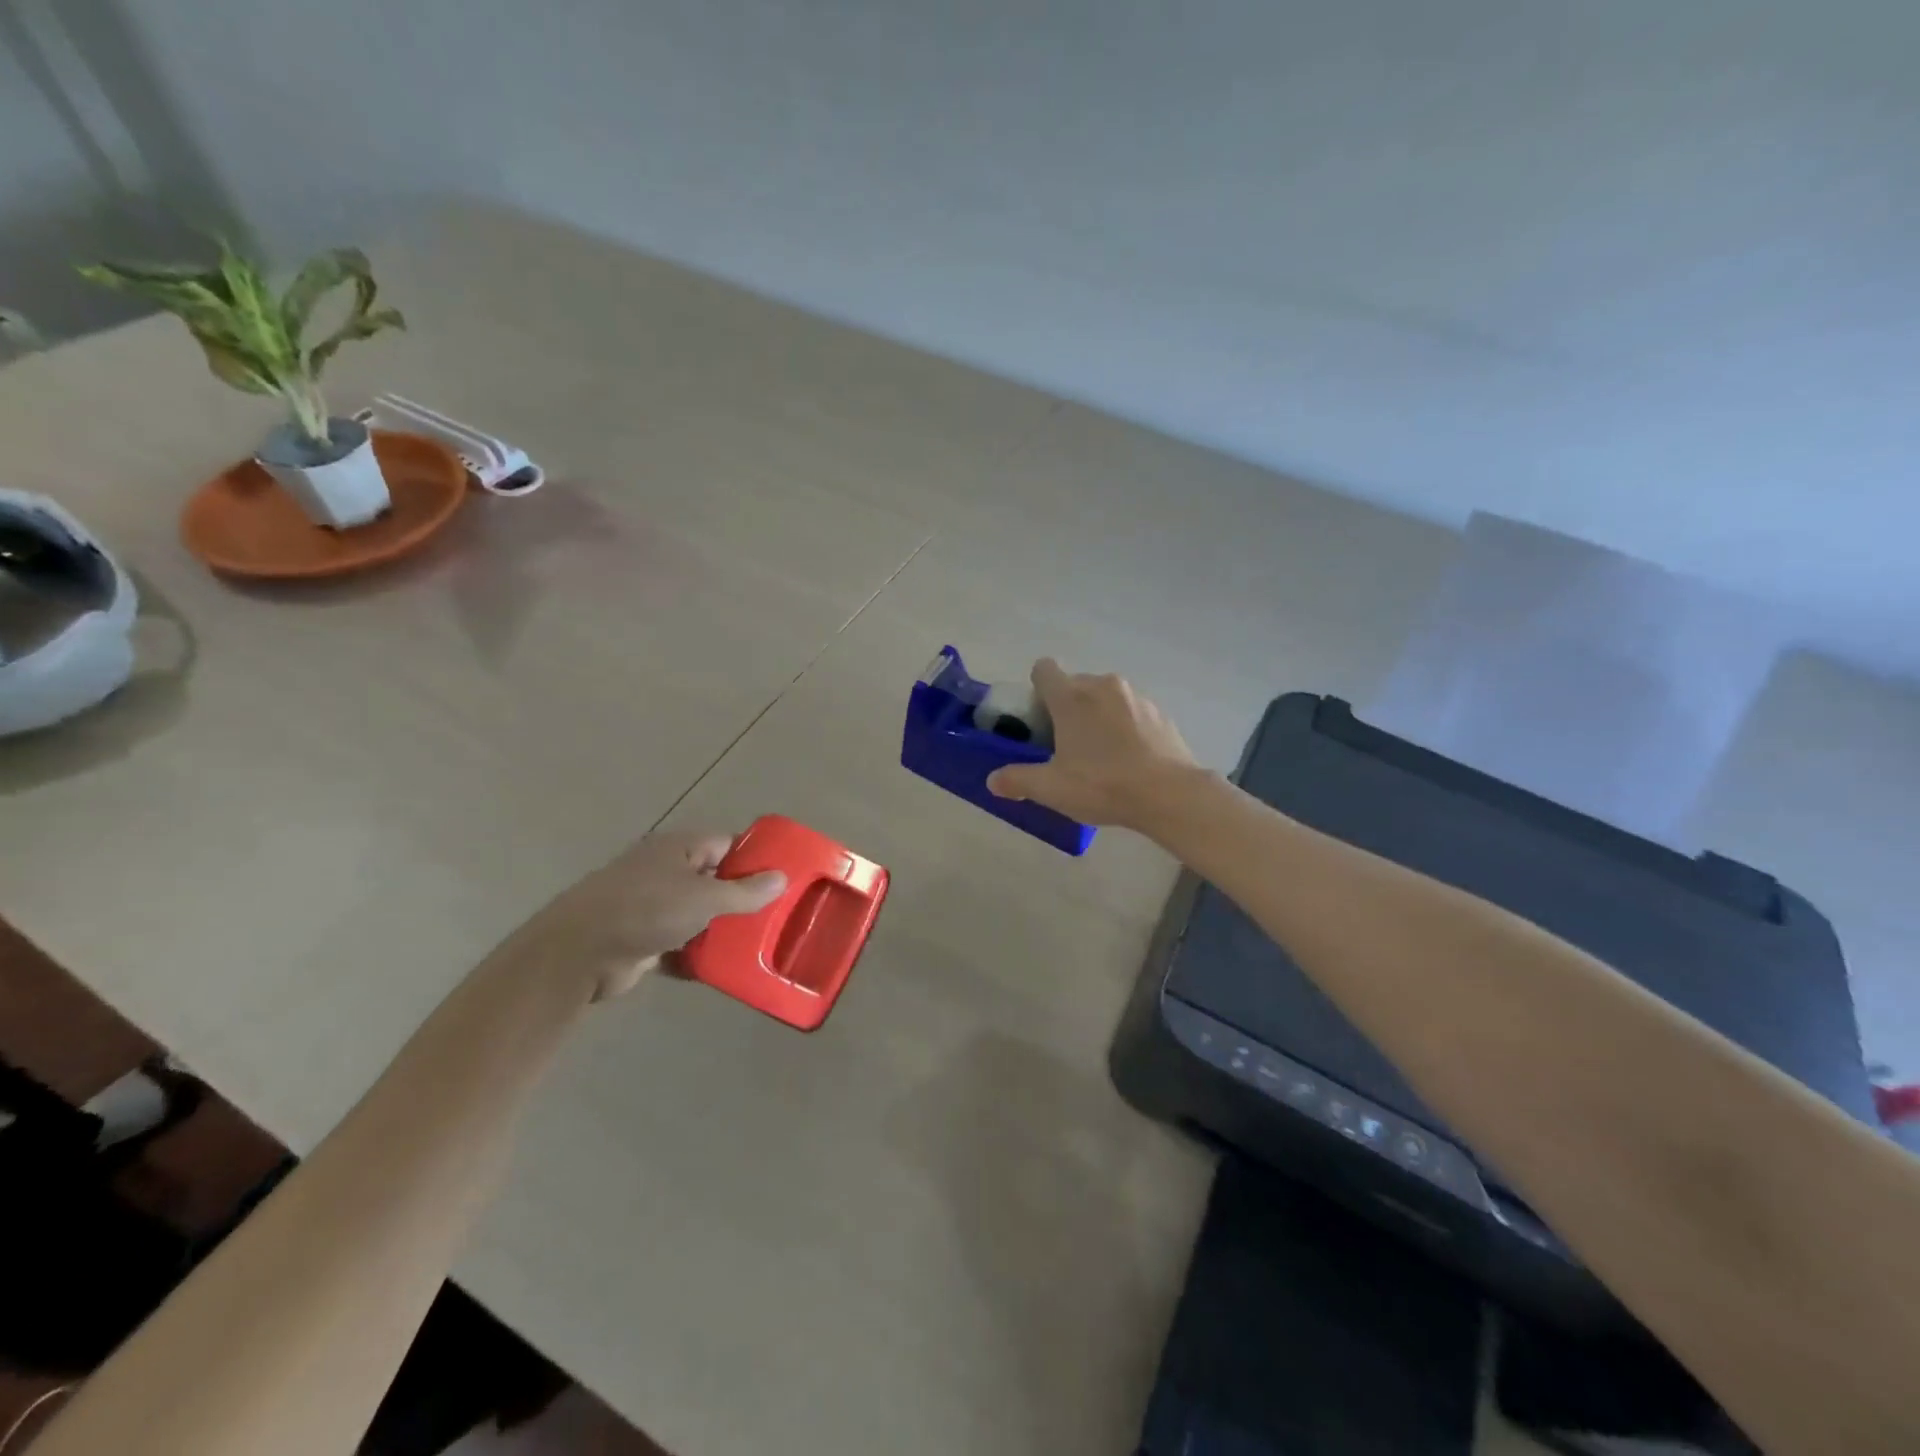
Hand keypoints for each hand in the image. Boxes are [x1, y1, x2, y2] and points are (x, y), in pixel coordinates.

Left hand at [507, 829, 785, 1000]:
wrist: (577, 954)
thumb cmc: (645, 910)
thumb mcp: (704, 898)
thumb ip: (745, 891)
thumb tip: (782, 878)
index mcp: (678, 849)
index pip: (726, 844)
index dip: (754, 858)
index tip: (783, 878)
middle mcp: (664, 872)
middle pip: (713, 880)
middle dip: (742, 898)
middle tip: (777, 916)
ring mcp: (650, 906)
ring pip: (697, 914)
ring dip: (721, 929)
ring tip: (759, 944)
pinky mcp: (641, 940)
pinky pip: (679, 944)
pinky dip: (697, 954)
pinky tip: (723, 969)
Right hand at [985, 658, 1200, 828]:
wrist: (1169, 794)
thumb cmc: (1102, 785)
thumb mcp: (1051, 788)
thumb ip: (1017, 780)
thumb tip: (993, 781)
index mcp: (1071, 697)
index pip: (1043, 669)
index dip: (1037, 690)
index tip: (1040, 720)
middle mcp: (1102, 685)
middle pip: (1074, 684)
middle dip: (1067, 708)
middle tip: (1066, 746)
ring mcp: (1135, 696)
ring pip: (1105, 697)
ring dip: (1097, 716)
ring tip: (1101, 756)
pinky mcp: (1160, 712)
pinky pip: (1131, 711)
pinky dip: (1125, 726)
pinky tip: (1130, 759)